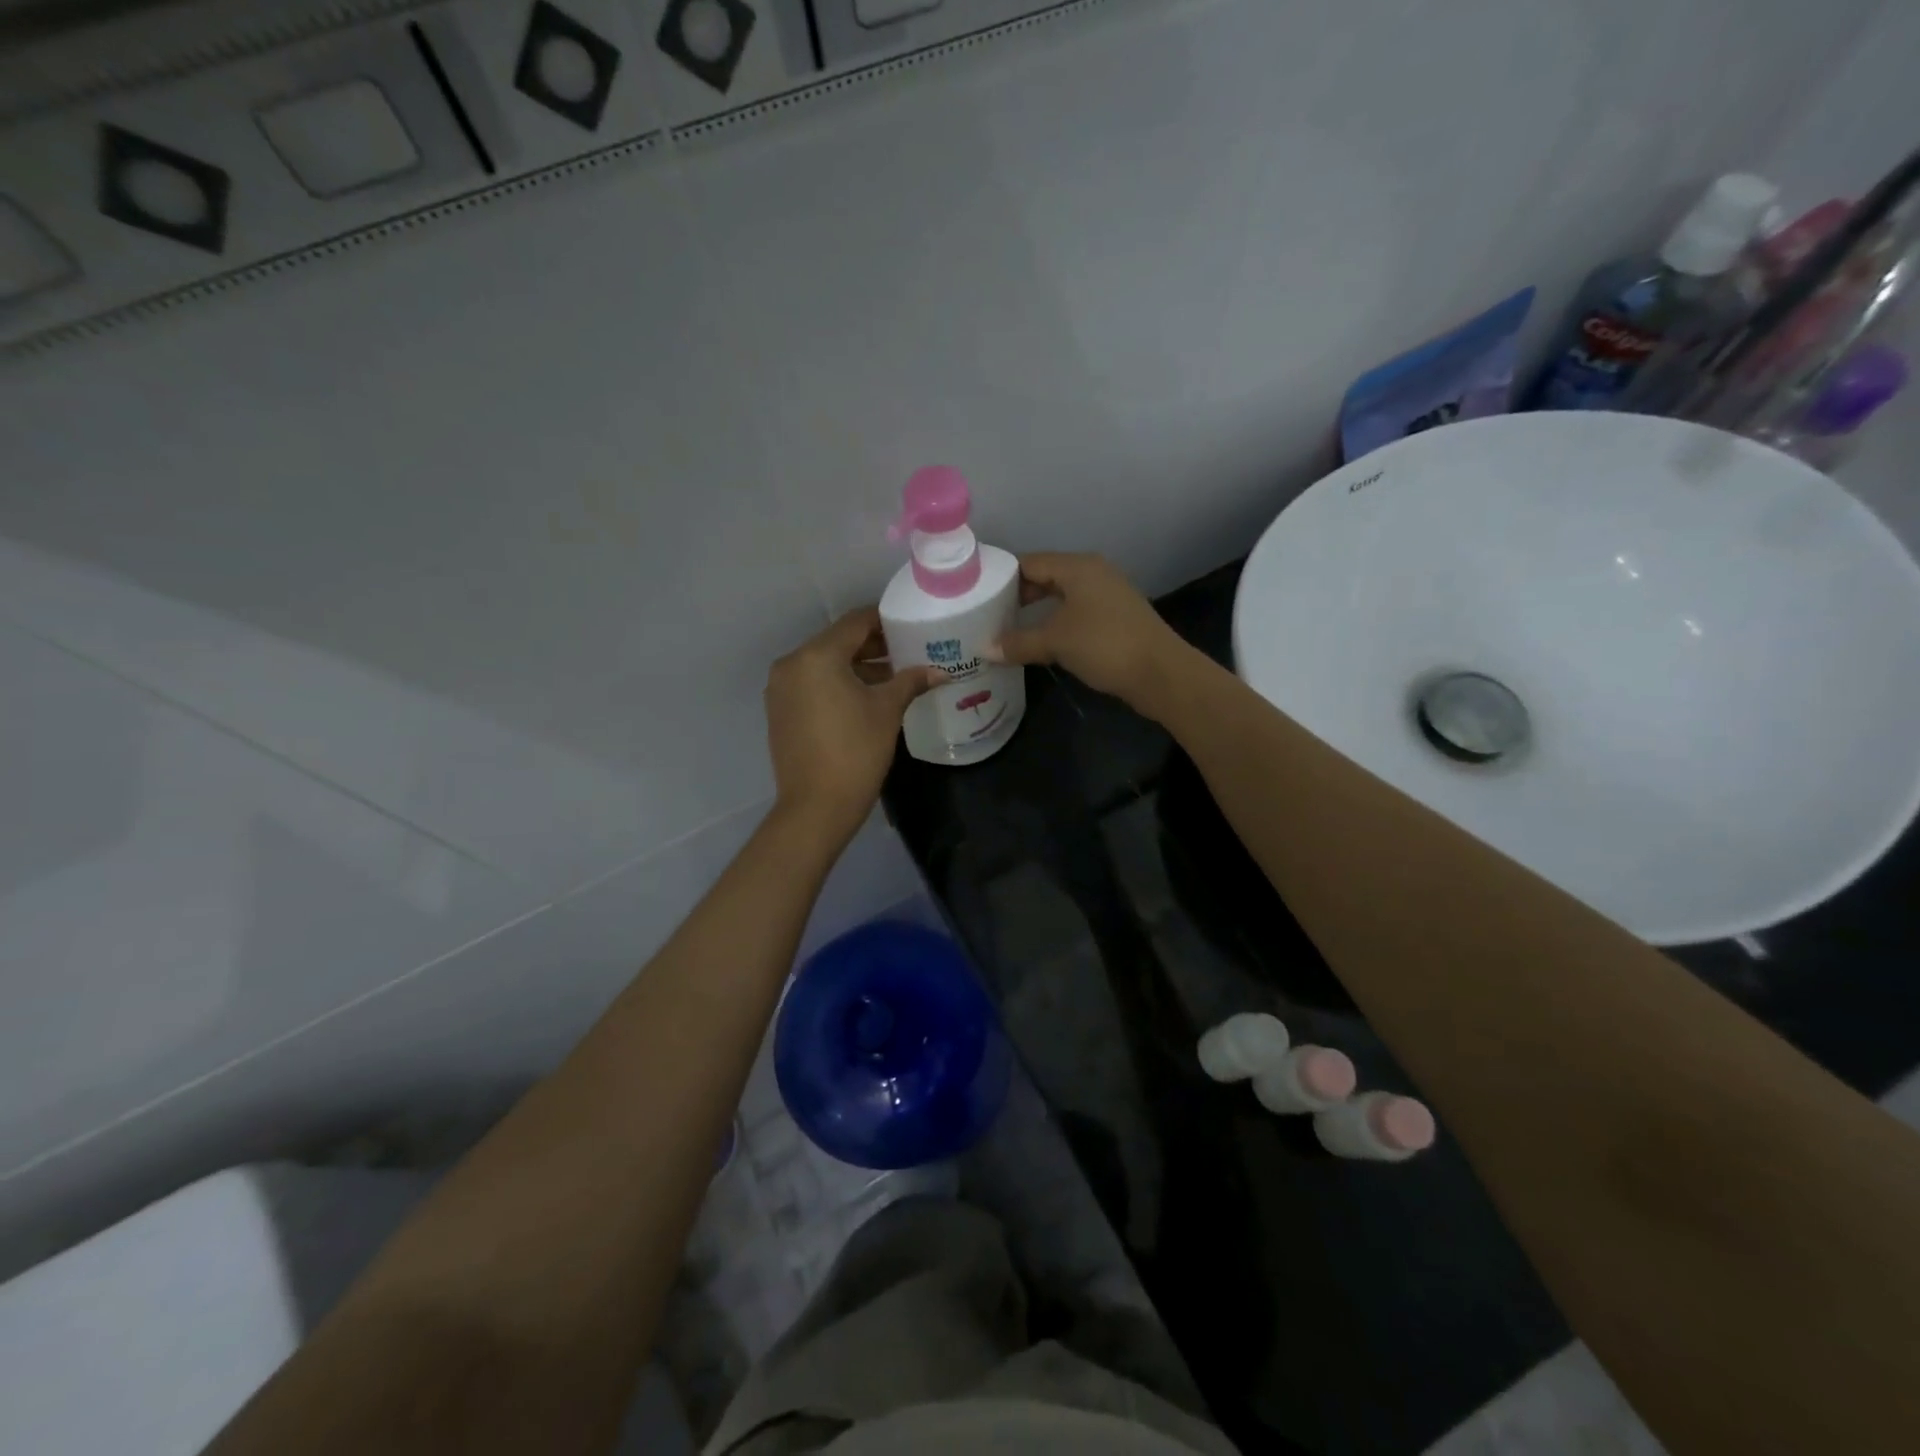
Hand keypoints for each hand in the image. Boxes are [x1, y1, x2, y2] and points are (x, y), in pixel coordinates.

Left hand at [765, 607, 939, 842]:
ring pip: (823, 664)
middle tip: (906, 651)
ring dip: (855, 666)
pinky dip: (836, 683)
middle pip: (837, 642)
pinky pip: (812, 684)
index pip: (855, 622)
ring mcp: (780, 688)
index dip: (884, 620)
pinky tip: (864, 697)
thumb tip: (939, 671)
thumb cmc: (856, 752)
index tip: (909, 625)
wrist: (815, 807)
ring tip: (891, 677)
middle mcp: (792, 664)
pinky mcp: (779, 711)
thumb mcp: (887, 711)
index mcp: (816, 656)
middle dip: (872, 646)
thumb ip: (911, 681)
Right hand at [987, 553, 1193, 715]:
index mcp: (1078, 567)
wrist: (1160, 673)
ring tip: (1007, 629)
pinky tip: (1040, 642)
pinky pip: (1075, 613)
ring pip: (1061, 596)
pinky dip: (1055, 623)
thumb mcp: (1055, 642)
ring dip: (1036, 612)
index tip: (977, 594)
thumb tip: (984, 649)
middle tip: (988, 615)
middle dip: (1017, 595)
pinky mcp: (1115, 618)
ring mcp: (1107, 595)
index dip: (1002, 576)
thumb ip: (1018, 643)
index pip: (1029, 562)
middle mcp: (1093, 573)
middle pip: (1045, 577)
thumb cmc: (1104, 645)